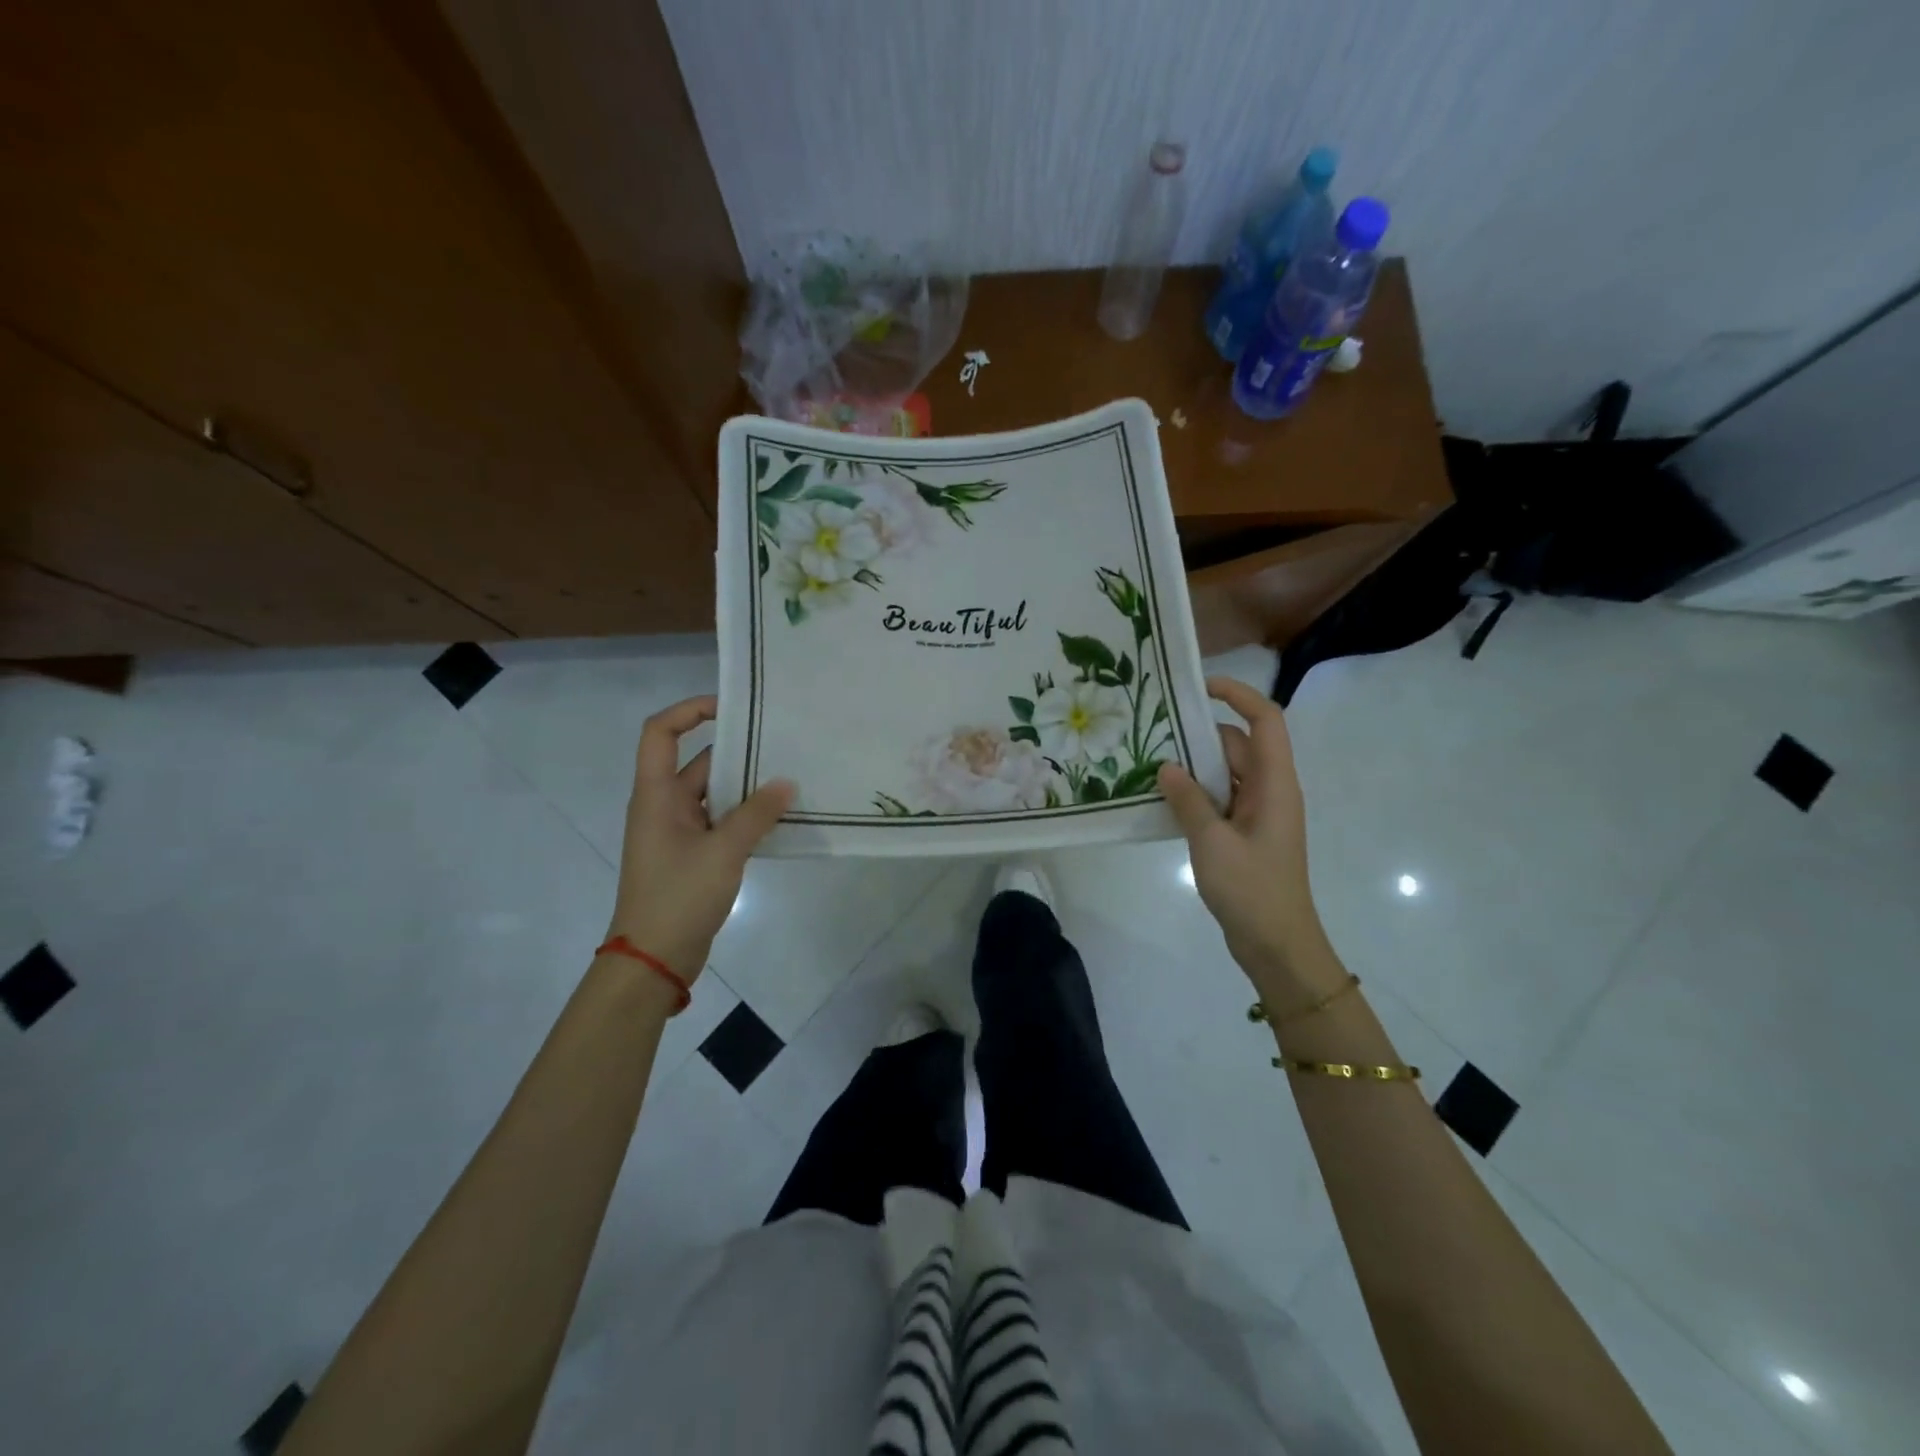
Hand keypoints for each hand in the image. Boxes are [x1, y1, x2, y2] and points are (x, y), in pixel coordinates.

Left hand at [604, 696, 794, 978]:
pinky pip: (722, 821)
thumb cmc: (678, 897)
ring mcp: (679, 831)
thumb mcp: (723, 852)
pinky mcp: (693, 854)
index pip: (660, 732)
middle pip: (699, 762)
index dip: (690, 710)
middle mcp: (664, 806)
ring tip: (791, 775)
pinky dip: (746, 815)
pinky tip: (781, 816)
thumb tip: (787, 782)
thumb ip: (756, 814)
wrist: (654, 960)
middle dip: (738, 751)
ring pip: (715, 794)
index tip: (732, 708)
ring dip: (747, 786)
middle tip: (783, 743)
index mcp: (656, 795)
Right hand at [1158, 676, 1331, 994]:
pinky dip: (1195, 793)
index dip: (1238, 694)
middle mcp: (1270, 790)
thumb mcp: (1212, 841)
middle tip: (1155, 729)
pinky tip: (1162, 798)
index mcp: (1275, 784)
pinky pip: (1220, 798)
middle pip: (1238, 745)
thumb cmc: (1252, 890)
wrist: (1277, 945)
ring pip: (1226, 773)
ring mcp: (1258, 813)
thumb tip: (1167, 766)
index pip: (1266, 721)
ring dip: (1194, 766)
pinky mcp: (1245, 833)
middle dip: (1200, 734)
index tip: (1199, 687)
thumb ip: (1188, 799)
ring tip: (1150, 760)